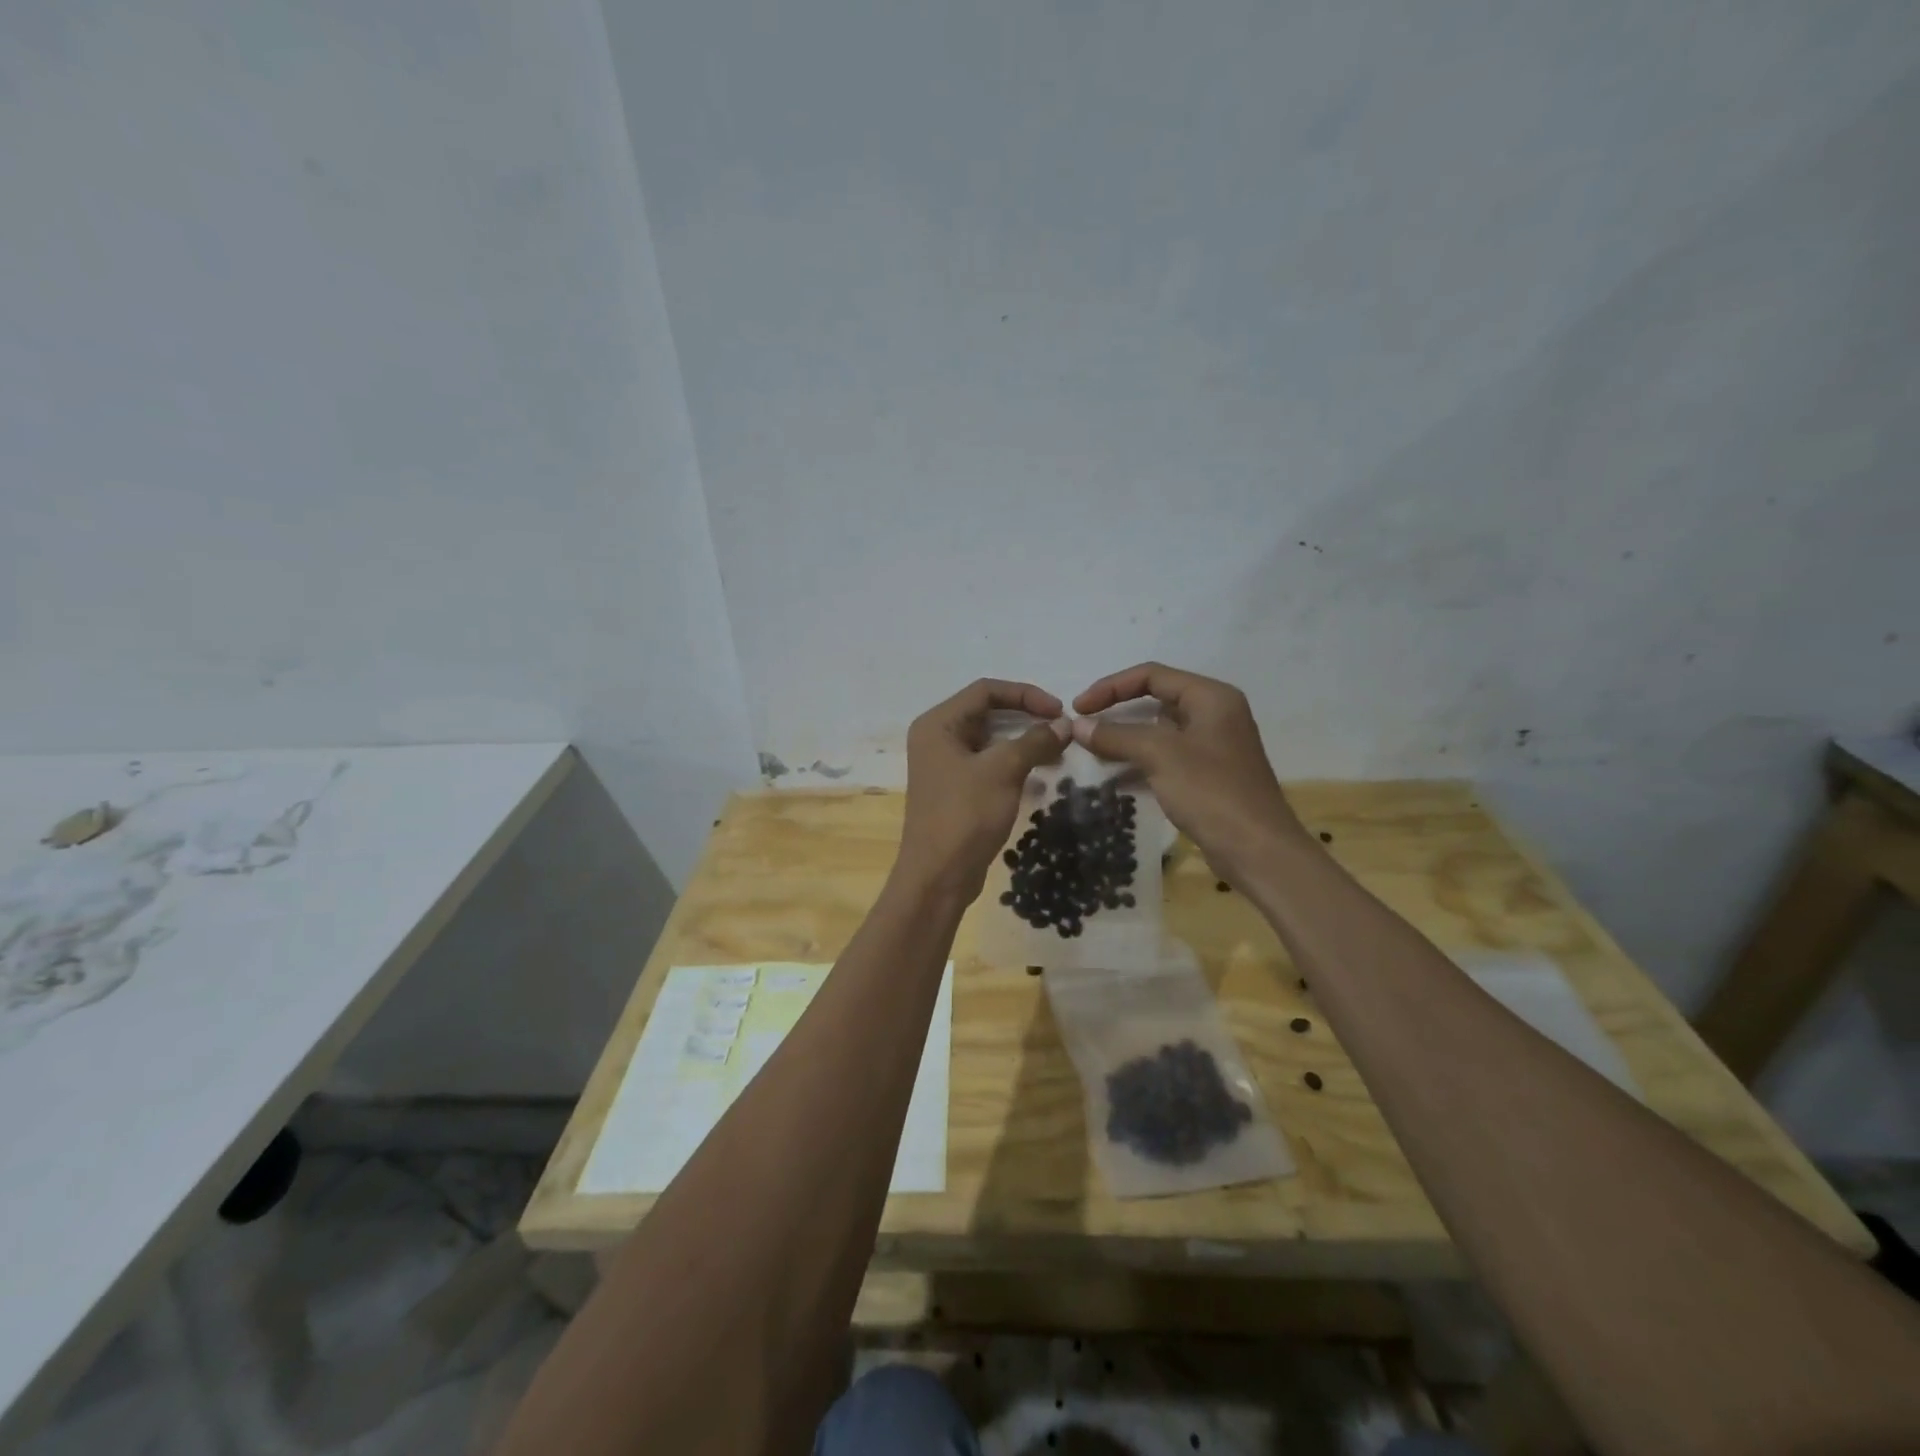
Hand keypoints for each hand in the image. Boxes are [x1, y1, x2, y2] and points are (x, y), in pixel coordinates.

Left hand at [896, 679, 1069, 898]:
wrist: (939, 876)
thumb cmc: (965, 815)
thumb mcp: (1003, 771)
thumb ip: (1035, 741)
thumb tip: (1065, 724)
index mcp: (938, 724)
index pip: (986, 690)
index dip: (1025, 694)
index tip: (1059, 710)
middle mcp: (936, 738)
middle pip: (987, 713)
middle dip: (1027, 718)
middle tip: (1062, 730)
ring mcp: (944, 766)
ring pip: (990, 741)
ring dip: (1024, 743)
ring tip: (1057, 753)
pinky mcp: (955, 790)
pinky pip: (988, 765)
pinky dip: (1014, 765)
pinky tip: (1040, 777)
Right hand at [1072, 662, 1308, 885]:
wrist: (1258, 850)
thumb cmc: (1211, 791)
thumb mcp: (1159, 755)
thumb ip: (1116, 735)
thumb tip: (1077, 726)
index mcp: (1210, 697)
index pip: (1151, 675)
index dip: (1110, 687)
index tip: (1078, 708)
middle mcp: (1214, 714)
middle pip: (1155, 700)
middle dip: (1116, 713)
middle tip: (1082, 729)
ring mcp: (1213, 747)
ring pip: (1158, 733)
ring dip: (1125, 741)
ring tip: (1091, 755)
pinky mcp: (1208, 776)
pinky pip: (1166, 759)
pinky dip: (1140, 764)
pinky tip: (1115, 780)